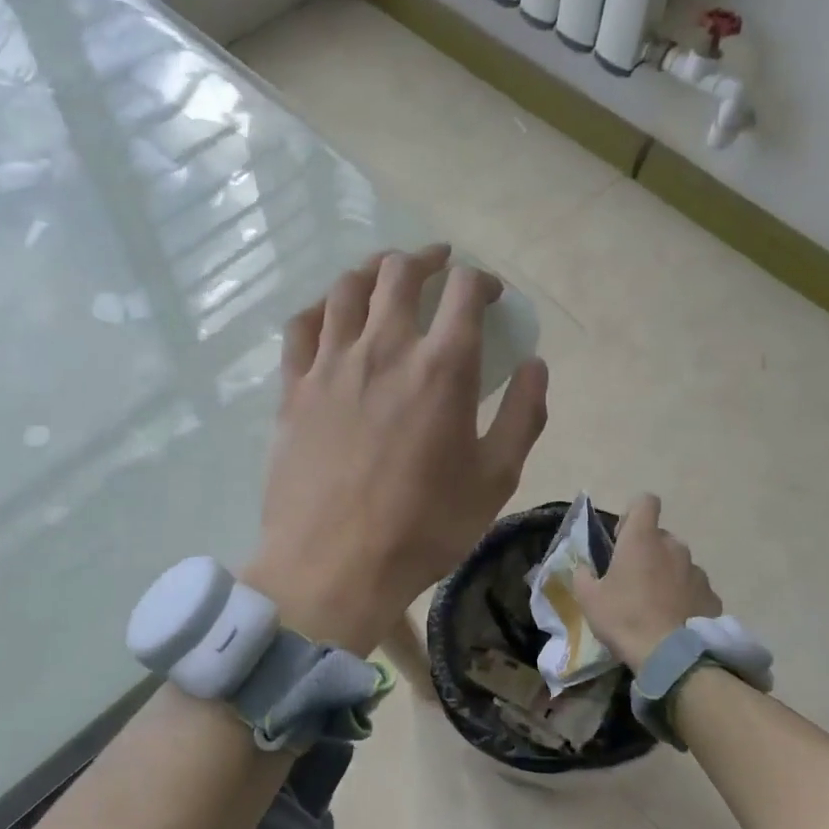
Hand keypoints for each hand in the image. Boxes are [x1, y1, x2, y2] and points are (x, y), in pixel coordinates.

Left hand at [245, 245, 548, 654]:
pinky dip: (321, 307)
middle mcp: (384, 349)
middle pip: (400, 273)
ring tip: (386, 276)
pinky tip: (331, 313)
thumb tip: (534, 365)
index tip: (489, 295)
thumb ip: (523, 416)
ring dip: (373, 271)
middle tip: (439, 266)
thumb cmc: (423, 529)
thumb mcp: (495, 480)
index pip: (464, 292)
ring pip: (347, 288)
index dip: (482, 281)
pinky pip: (301, 326)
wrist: (334, 567)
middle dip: (427, 260)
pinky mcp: (293, 388)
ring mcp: (330, 365)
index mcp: (441, 368)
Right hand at [570, 494, 721, 674]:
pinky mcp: (711, 596)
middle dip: (648, 551)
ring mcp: (696, 572)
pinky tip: (673, 620)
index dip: (633, 514)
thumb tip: (584, 568)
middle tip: (632, 579)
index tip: (622, 538)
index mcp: (642, 540)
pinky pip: (694, 588)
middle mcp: (673, 547)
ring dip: (666, 574)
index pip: (645, 502)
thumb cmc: (624, 618)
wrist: (670, 656)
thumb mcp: (589, 598)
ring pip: (678, 563)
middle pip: (660, 536)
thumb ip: (583, 575)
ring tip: (654, 605)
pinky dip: (684, 597)